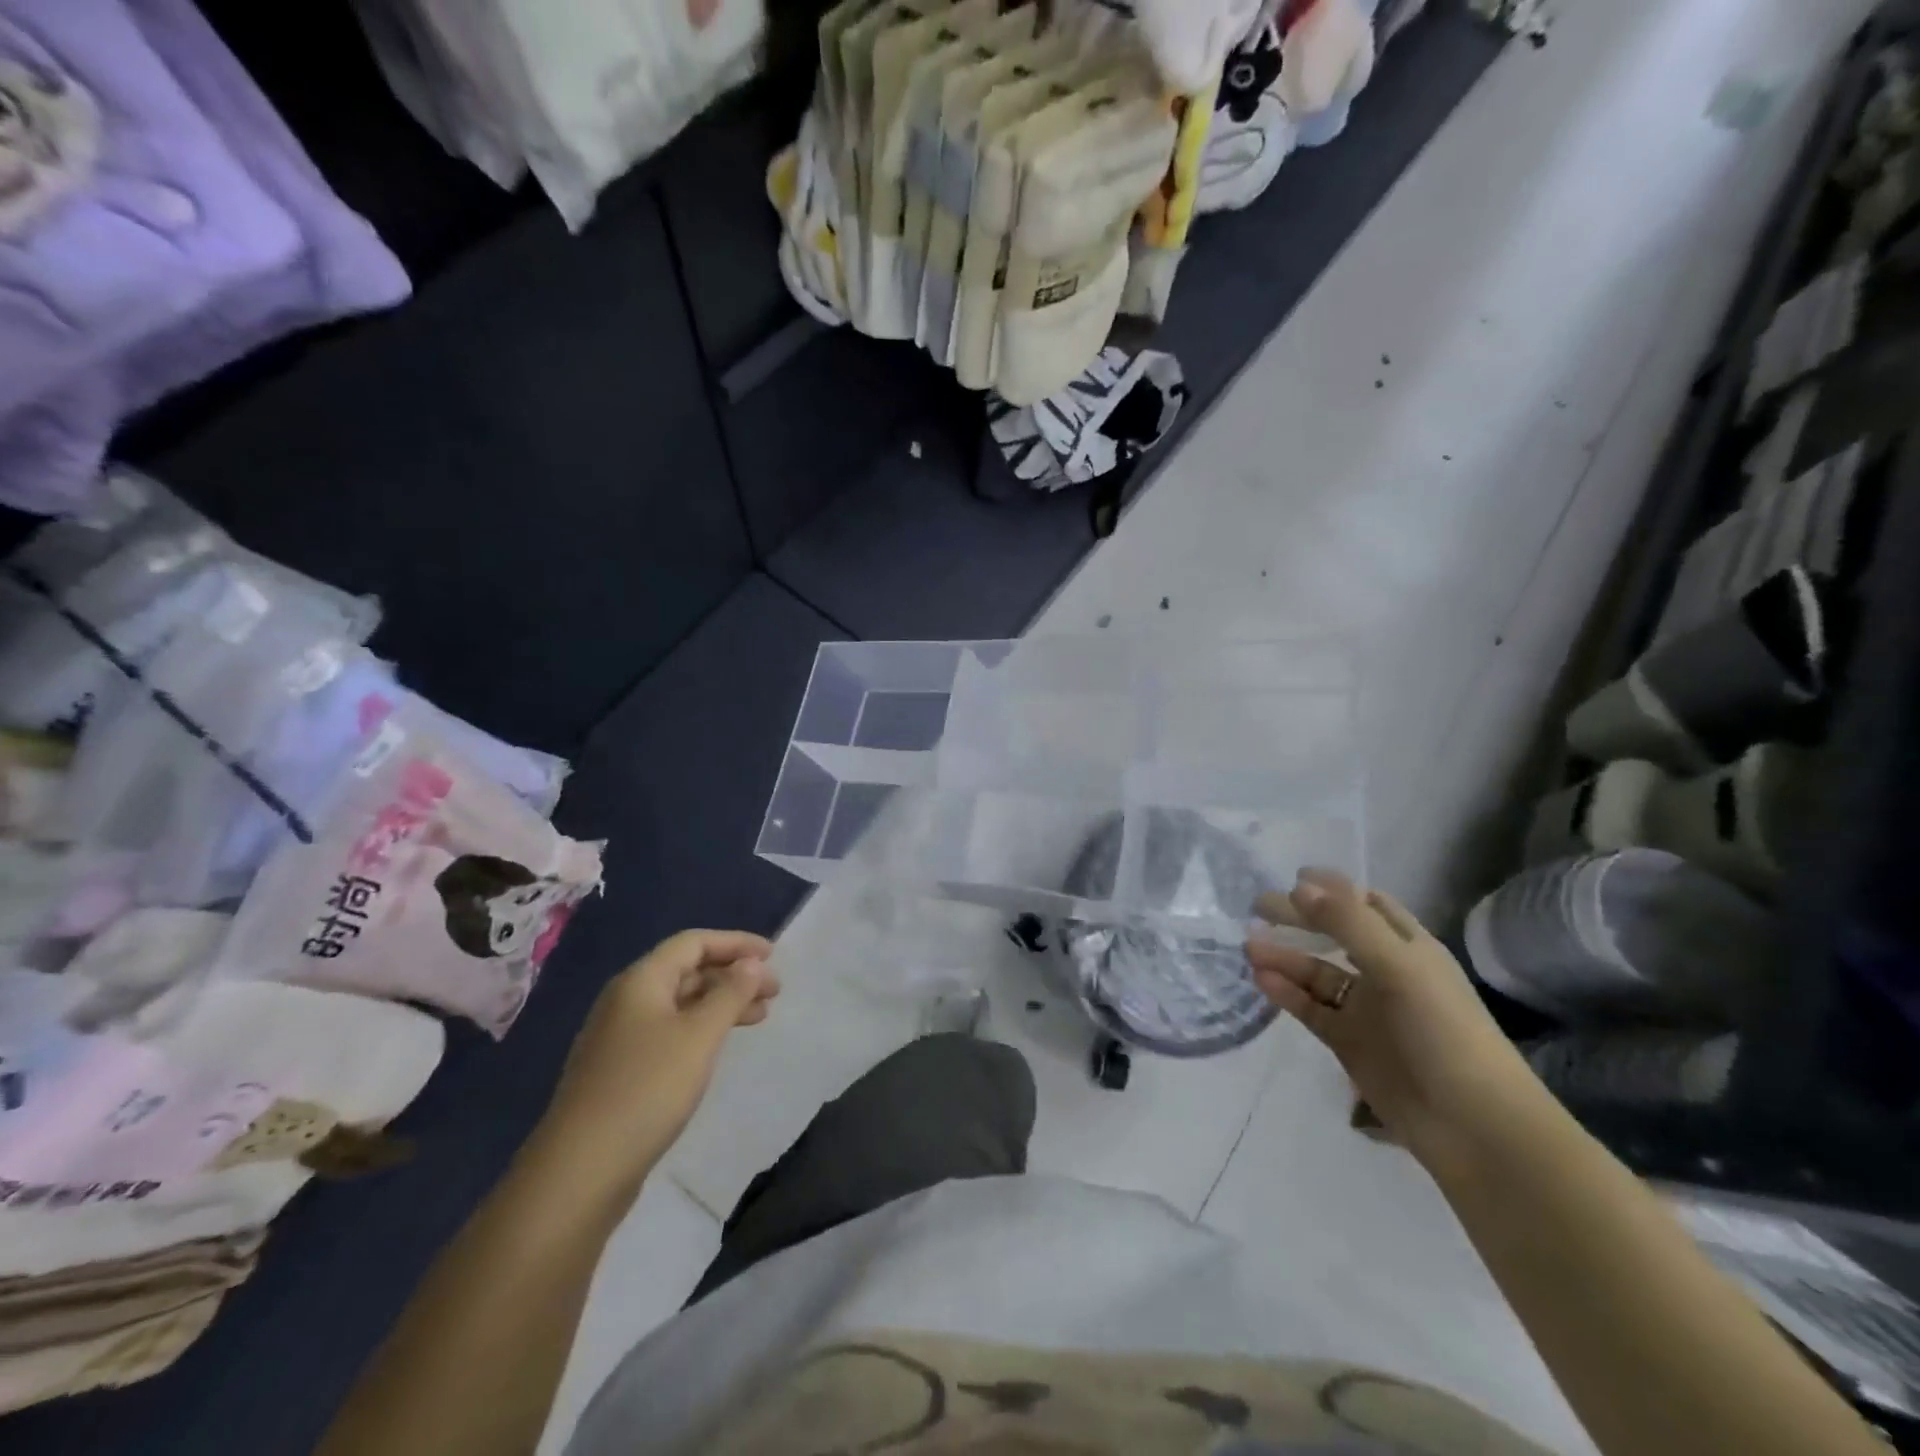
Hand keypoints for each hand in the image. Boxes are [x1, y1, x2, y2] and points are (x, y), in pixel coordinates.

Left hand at [529, 930, 778, 1197]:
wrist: (580, 1171)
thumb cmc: (647, 1090)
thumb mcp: (700, 1036)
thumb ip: (730, 994)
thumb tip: (752, 962)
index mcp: (641, 981)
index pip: (694, 943)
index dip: (736, 943)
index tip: (774, 955)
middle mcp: (627, 1000)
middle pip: (687, 971)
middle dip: (733, 975)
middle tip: (774, 992)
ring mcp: (620, 1037)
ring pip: (680, 1003)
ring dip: (721, 1003)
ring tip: (759, 1017)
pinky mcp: (621, 1070)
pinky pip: (670, 1031)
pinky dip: (702, 1029)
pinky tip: (719, 1047)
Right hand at [1246, 870, 1545, 1170]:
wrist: (1472, 1124)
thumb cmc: (1443, 1031)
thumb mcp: (1398, 965)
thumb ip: (1347, 923)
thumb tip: (1298, 886)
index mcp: (1409, 948)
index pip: (1367, 905)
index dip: (1333, 888)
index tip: (1292, 877)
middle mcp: (1387, 973)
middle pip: (1335, 935)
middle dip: (1299, 919)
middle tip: (1257, 908)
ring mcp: (1367, 1010)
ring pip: (1317, 973)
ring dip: (1285, 957)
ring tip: (1248, 947)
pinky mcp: (1349, 1042)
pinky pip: (1311, 1009)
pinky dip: (1286, 993)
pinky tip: (1261, 980)